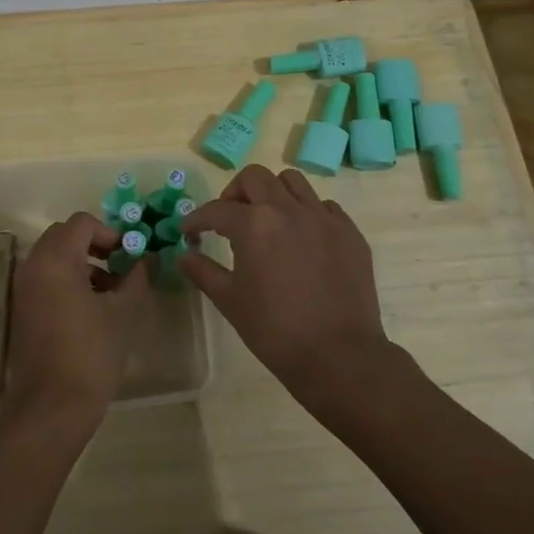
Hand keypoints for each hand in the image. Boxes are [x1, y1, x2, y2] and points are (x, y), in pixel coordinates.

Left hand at [1, 211, 148, 440]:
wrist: (51, 407)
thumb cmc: (91, 355)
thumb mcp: (122, 313)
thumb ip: (135, 279)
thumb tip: (144, 260)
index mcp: (56, 260)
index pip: (82, 223)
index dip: (110, 232)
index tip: (130, 254)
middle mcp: (33, 266)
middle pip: (64, 235)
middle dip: (95, 244)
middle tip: (121, 266)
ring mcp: (23, 288)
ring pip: (54, 257)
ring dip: (83, 262)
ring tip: (112, 291)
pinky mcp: (22, 308)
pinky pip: (46, 278)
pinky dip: (68, 280)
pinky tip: (92, 308)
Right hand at [181, 165, 393, 417]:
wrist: (338, 356)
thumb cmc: (275, 330)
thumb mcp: (230, 301)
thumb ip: (203, 271)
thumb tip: (183, 255)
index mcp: (254, 224)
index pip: (216, 210)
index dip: (197, 219)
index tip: (189, 231)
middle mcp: (288, 209)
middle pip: (255, 178)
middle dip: (235, 193)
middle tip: (229, 218)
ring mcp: (323, 218)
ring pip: (292, 182)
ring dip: (272, 193)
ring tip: (267, 220)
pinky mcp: (349, 232)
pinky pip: (324, 206)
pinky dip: (307, 212)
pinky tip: (302, 237)